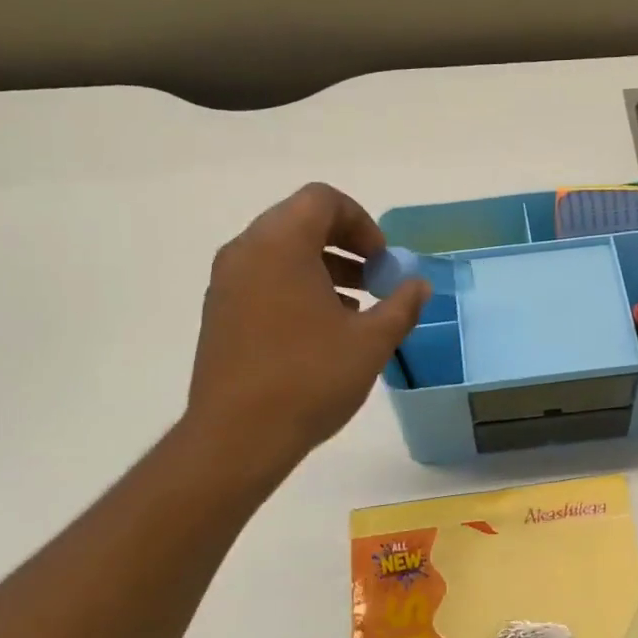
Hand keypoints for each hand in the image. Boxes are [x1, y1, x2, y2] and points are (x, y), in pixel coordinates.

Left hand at [182, 183, 427, 474]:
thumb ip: (402, 305)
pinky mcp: (218, 312)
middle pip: (300, 221)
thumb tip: (419, 285)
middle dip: (345, 244)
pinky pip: (262, 278)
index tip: (382, 260)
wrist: (237, 437)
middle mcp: (246, 251)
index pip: (323, 200)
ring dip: (322, 266)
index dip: (362, 222)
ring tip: (354, 307)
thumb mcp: (371, 342)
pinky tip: (321, 329)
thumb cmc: (309, 378)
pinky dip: (296, 286)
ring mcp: (226, 282)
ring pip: (280, 252)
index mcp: (280, 244)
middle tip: (374, 279)